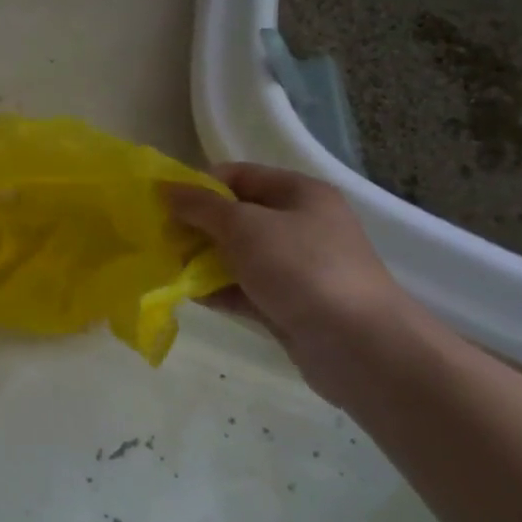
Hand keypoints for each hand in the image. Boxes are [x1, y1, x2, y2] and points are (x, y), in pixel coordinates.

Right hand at [165, 163, 419, 406]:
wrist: (360, 346)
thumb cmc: (302, 268)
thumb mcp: (243, 226)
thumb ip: (200, 206)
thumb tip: (165, 188)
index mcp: (299, 193)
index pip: (238, 175)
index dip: (199, 184)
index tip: (164, 203)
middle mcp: (300, 225)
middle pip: (235, 215)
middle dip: (196, 225)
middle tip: (160, 238)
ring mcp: (296, 267)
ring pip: (237, 254)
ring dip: (202, 259)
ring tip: (166, 267)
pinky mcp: (289, 304)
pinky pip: (243, 288)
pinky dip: (216, 289)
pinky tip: (186, 294)